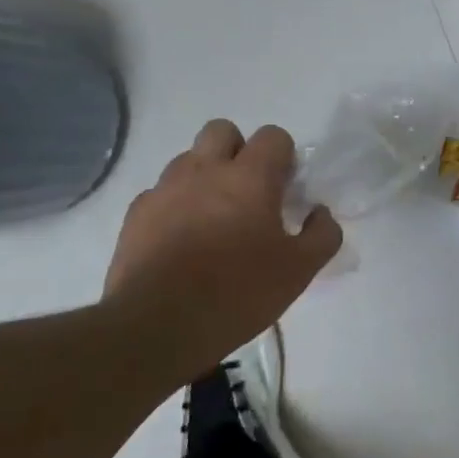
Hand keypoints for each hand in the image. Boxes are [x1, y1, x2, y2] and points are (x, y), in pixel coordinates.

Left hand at [102, 120, 341, 372]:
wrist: (157, 327)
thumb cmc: (238, 293)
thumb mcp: (299, 271)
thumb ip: (322, 234)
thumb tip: (320, 213)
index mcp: (250, 177)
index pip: (273, 136)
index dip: (283, 157)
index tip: (285, 189)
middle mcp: (205, 170)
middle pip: (222, 130)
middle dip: (239, 151)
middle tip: (248, 191)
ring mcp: (165, 189)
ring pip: (188, 159)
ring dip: (205, 176)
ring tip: (213, 218)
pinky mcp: (135, 214)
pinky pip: (160, 193)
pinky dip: (175, 205)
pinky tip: (182, 240)